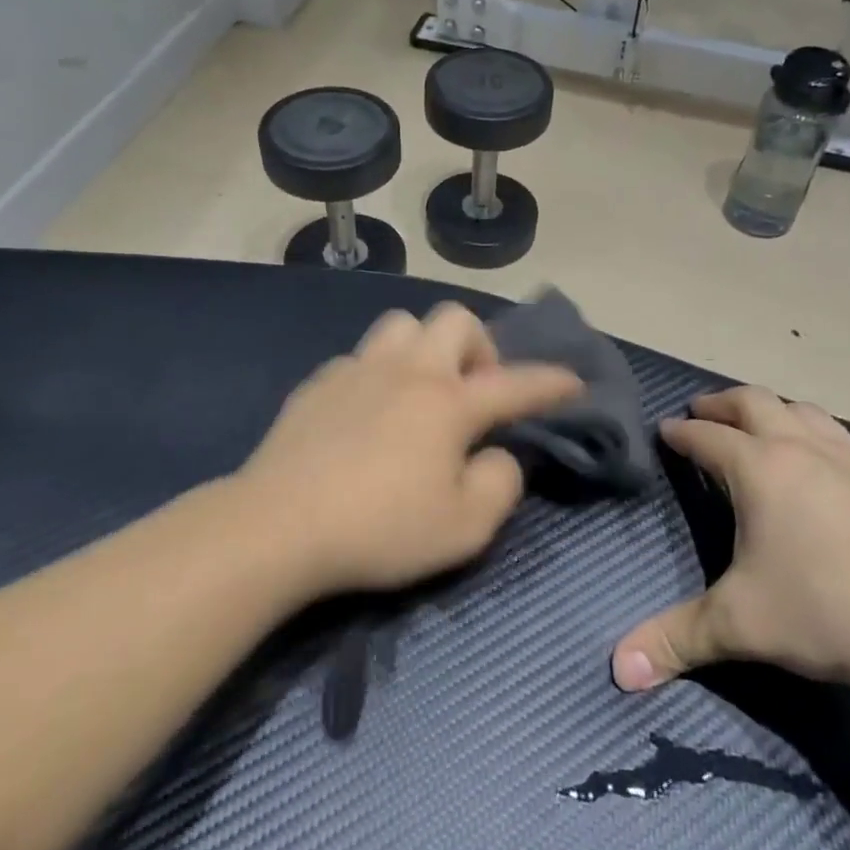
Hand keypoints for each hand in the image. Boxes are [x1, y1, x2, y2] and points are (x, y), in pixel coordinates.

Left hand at [238, 303, 582, 599]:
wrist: (276, 526)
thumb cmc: (380, 529)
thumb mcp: (464, 528)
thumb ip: (499, 484)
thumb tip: (500, 456)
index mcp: (448, 402)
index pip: (516, 383)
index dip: (551, 383)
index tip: (573, 383)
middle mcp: (407, 371)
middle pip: (456, 320)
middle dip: (480, 348)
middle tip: (474, 393)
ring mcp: (357, 370)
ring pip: (403, 325)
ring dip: (425, 348)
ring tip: (421, 392)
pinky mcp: (318, 384)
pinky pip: (361, 358)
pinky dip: (379, 374)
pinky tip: (368, 413)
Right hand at [612, 387, 849, 692]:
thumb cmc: (827, 609)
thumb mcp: (741, 626)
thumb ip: (677, 640)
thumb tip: (619, 671)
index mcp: (759, 469)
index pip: (706, 437)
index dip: (680, 433)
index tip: (665, 429)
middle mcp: (803, 449)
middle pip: (755, 402)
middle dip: (722, 403)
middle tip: (702, 410)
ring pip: (805, 412)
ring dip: (774, 411)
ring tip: (762, 426)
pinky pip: (846, 443)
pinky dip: (821, 441)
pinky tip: (829, 472)